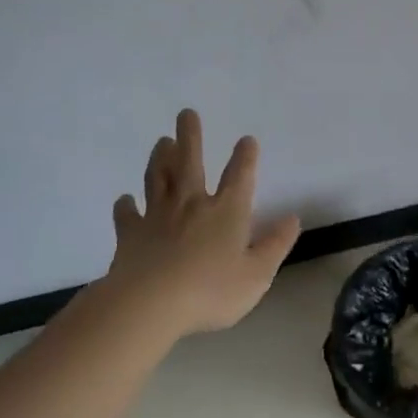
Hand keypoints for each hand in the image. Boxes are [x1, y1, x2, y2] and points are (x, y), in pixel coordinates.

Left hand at [97, 109, 301, 337]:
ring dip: (160, 158)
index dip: (245, 156)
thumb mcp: (257, 274)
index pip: (240, 175)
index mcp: (226, 211)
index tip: (247, 139)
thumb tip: (293, 218)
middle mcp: (192, 204)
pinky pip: (127, 215)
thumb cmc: (210, 290)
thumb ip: (276, 245)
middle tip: (186, 113)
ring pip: (158, 178)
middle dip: (190, 137)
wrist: (148, 304)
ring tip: (161, 142)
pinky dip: (126, 206)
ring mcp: (158, 216)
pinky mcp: (130, 234)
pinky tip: (124, 200)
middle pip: (190, 162)